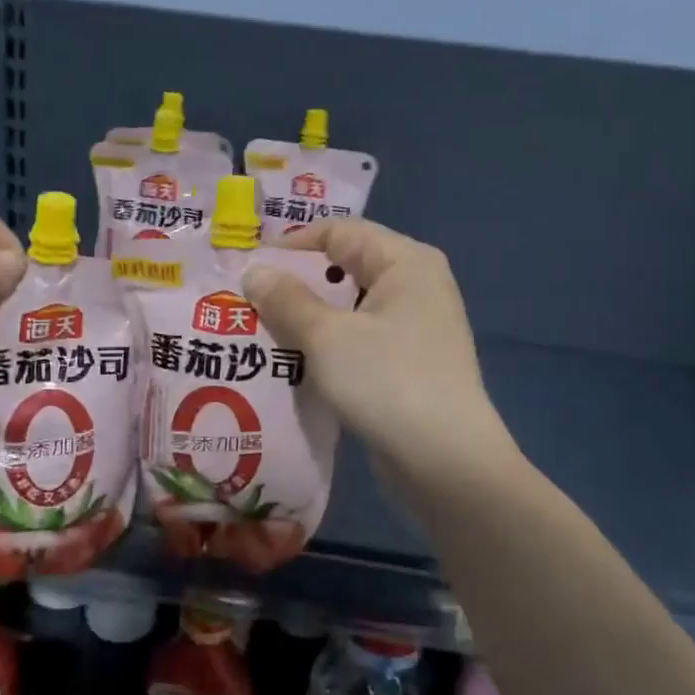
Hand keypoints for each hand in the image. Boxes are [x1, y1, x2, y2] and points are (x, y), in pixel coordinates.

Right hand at [243, 219, 511, 474]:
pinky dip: (328, 342)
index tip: (249, 266)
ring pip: (350, 306)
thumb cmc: (387, 382)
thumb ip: (287, 299)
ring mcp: (416, 326)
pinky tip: (295, 360)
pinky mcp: (409, 362)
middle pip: (345, 266)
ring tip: (262, 329)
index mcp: (405, 261)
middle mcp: (416, 284)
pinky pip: (359, 337)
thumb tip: (255, 272)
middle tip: (249, 298)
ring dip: (308, 315)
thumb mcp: (327, 336)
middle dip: (296, 281)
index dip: (292, 244)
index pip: (339, 231)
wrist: (446, 462)